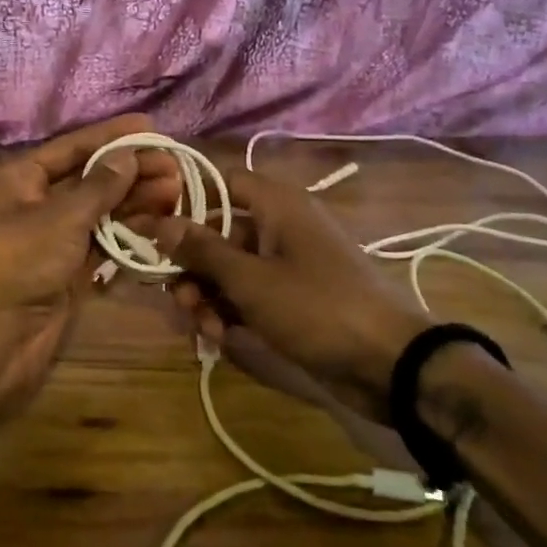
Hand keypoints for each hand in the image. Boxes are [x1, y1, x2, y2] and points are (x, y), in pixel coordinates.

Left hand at [0, 115, 183, 411]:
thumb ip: (100, 185)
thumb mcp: (62, 216)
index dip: (111, 137)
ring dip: (136, 200)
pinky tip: (160, 221)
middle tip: (174, 167)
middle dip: (131, 171)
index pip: (72, 148)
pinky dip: (129, 231)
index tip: (151, 127)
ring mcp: (54, 238)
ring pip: (101, 210)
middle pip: (90, 178)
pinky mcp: (70, 269)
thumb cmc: (22, 261)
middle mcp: (36, 203)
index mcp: (21, 180)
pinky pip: (104, 241)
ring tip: (175, 192)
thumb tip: (127, 155)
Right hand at [150, 170, 427, 418]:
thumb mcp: (251, 280)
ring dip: (209, 295)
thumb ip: (202, 250)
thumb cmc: (317, 308)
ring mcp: (288, 264)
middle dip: (193, 266)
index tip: (154, 230)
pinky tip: (222, 338)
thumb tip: (160, 222)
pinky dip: (232, 311)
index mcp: (277, 205)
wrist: (392, 364)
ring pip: (231, 268)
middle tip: (178, 297)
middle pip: (219, 231)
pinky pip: (250, 293)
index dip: (185, 201)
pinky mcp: (294, 298)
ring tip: (204, 327)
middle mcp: (280, 226)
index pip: (220, 182)